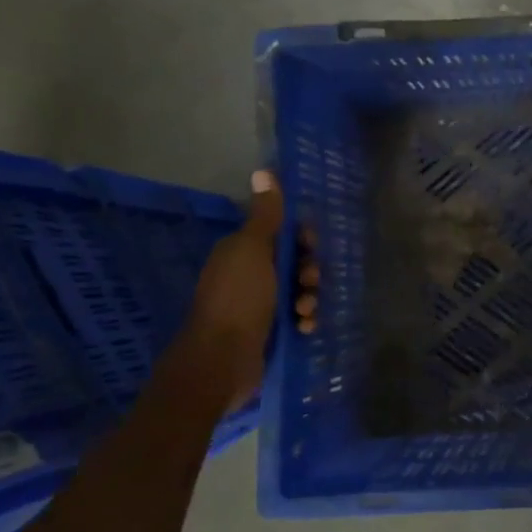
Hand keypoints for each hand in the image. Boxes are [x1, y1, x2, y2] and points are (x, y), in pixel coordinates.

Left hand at [178, 170, 319, 410]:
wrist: (221, 361)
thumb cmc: (238, 299)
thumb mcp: (253, 250)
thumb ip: (265, 214)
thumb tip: (264, 170)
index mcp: (242, 252)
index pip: (281, 234)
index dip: (301, 238)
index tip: (310, 247)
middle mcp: (249, 276)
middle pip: (294, 263)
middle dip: (308, 271)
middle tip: (308, 283)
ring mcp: (258, 306)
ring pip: (298, 292)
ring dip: (309, 298)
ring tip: (305, 312)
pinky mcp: (269, 332)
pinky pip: (296, 318)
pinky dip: (304, 321)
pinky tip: (305, 329)